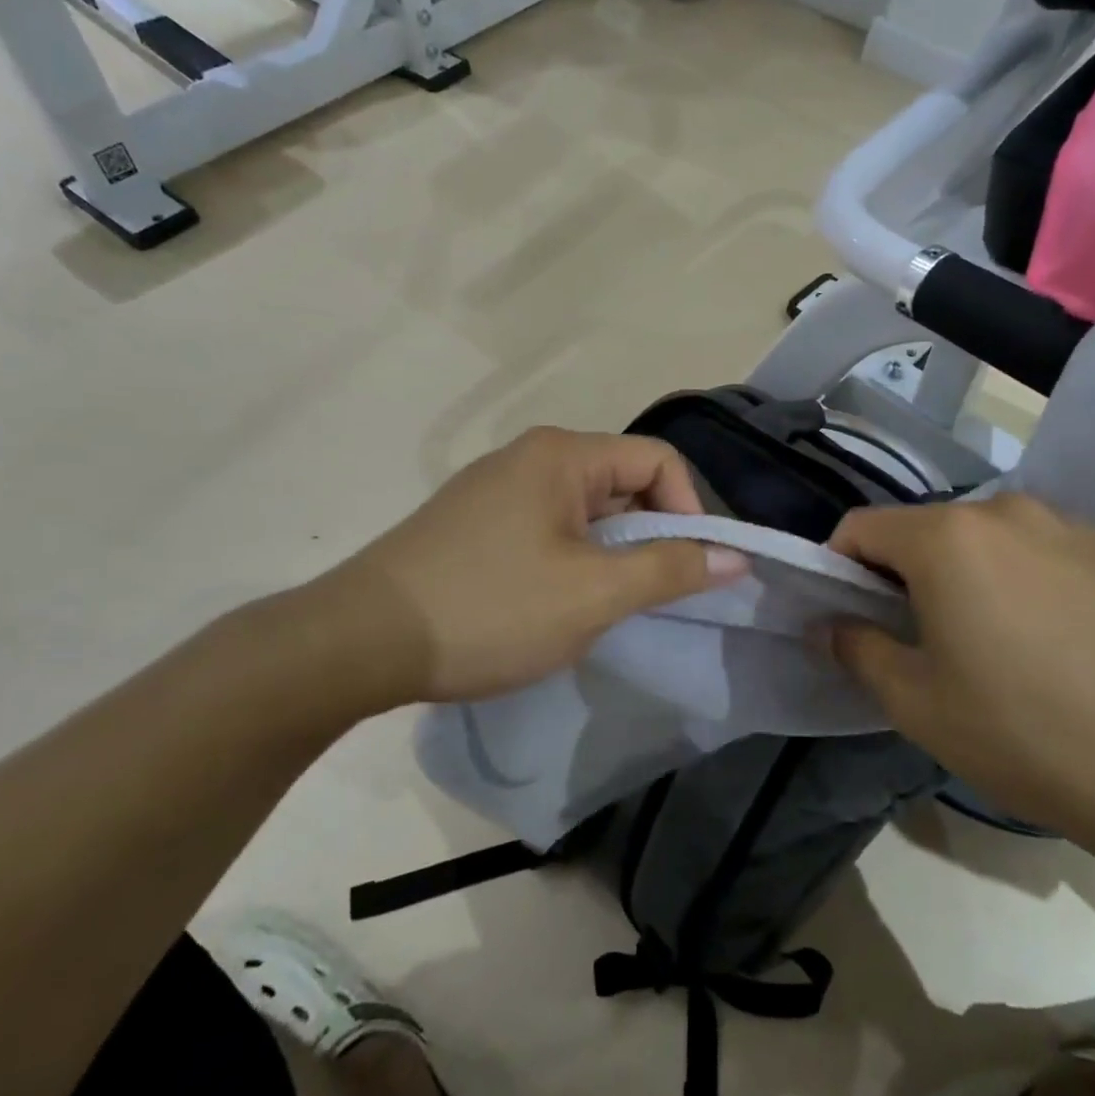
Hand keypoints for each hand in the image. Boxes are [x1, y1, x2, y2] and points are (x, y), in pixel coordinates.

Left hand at [284, 428, 747, 717]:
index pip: (658, 460)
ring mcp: (494, 489)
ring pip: (583, 511)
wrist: (359, 641)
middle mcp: (528, 456)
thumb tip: (735, 556)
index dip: (689, 510)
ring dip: (608, 553)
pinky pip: (545, 528)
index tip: (691, 570)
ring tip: (600, 607)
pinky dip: (569, 560)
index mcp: (561, 454)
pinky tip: (551, 605)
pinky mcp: (471, 523)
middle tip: (646, 596)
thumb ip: (670, 569)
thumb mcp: (593, 593)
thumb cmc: (489, 609)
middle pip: (621, 482)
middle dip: (648, 536)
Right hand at [829, 494, 1094, 836]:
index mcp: (946, 538)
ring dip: (967, 576)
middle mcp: (1005, 510)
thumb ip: (858, 650)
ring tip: (993, 643)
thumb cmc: (1028, 734)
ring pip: (986, 540)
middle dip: (905, 574)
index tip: (850, 616)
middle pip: (926, 530)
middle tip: (920, 639)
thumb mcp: (917, 705)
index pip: (861, 528)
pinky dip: (1024, 581)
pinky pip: (1043, 553)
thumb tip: (833, 624)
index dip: (839, 567)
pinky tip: (1056, 645)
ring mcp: (1070, 525)